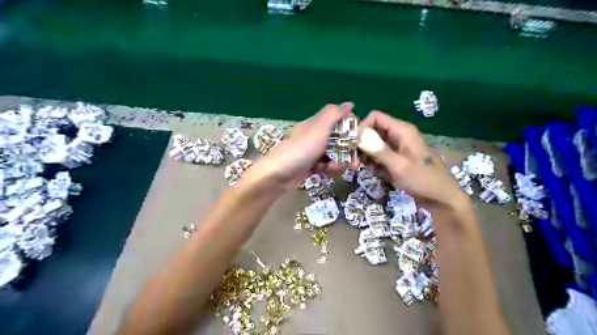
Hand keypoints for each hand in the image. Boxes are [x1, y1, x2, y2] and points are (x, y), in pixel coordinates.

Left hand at [249, 103, 355, 184]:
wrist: (278, 174)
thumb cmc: (301, 148)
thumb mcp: (319, 128)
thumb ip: (334, 114)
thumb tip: (350, 103)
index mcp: (316, 124)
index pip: (338, 120)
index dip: (350, 127)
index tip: (360, 137)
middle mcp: (315, 136)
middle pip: (338, 139)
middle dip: (348, 150)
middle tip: (356, 161)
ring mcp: (312, 152)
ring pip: (333, 154)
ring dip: (339, 161)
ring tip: (339, 168)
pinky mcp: (310, 166)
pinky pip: (326, 165)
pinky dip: (329, 169)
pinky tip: (328, 172)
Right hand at [356, 112, 467, 207]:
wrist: (441, 198)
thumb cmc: (422, 180)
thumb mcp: (398, 165)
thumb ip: (377, 149)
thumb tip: (358, 134)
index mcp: (402, 130)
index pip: (375, 117)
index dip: (362, 127)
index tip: (353, 144)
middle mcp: (398, 135)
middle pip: (373, 131)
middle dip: (362, 144)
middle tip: (354, 161)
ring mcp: (397, 147)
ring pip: (374, 145)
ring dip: (367, 156)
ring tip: (365, 168)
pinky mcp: (396, 158)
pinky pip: (380, 156)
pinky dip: (375, 163)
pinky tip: (377, 173)